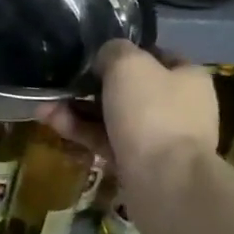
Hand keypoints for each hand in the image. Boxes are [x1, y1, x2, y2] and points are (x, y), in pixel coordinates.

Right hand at [42, 41, 217, 184]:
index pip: (156, 56)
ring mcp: (160, 139)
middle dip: (90, 87)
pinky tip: (52, 122)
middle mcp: (179, 107)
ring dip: (78, 110)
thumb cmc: (152, 112)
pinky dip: (82, 132)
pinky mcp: (140, 165)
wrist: (166, 183)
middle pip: (129, 89)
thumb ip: (113, 51)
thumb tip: (106, 59)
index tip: (95, 56)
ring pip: (112, 117)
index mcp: (188, 78)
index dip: (125, 53)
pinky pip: (107, 141)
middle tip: (63, 82)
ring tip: (45, 106)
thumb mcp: (128, 63)